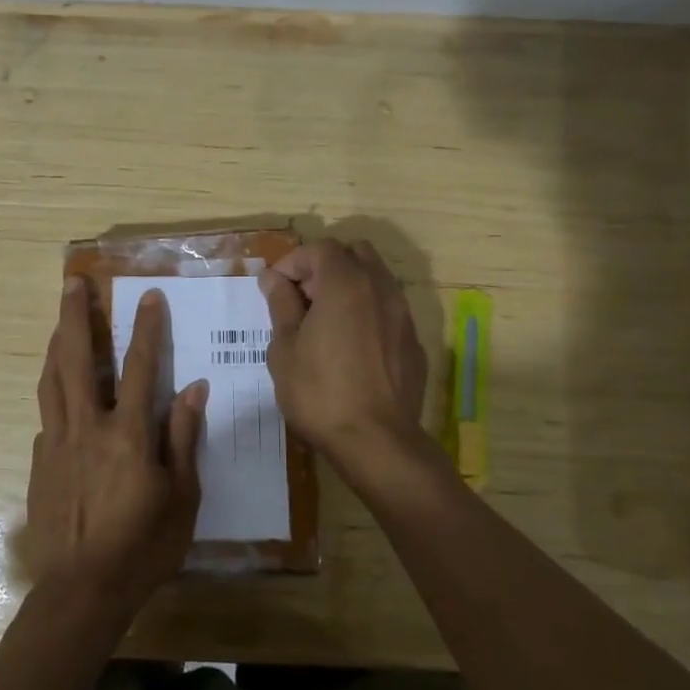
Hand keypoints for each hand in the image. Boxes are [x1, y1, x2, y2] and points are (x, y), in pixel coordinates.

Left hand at [23, 278, 207, 613]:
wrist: (82, 590)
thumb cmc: (143, 546)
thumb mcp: (182, 497)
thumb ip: (184, 438)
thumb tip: (193, 389)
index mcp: (127, 434)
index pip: (139, 367)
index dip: (146, 328)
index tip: (147, 295)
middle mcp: (87, 427)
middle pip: (78, 359)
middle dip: (76, 316)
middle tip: (73, 283)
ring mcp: (57, 443)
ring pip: (52, 380)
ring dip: (57, 343)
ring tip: (60, 320)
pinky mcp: (39, 462)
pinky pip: (46, 414)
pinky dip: (54, 390)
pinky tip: (60, 390)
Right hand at [260, 238, 427, 461]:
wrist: (377, 441)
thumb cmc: (320, 393)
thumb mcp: (285, 349)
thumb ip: (281, 306)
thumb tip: (275, 280)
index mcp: (346, 284)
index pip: (321, 248)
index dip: (293, 261)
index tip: (275, 288)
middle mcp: (381, 289)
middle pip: (355, 253)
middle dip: (325, 266)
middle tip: (302, 297)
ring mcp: (403, 315)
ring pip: (376, 280)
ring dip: (348, 287)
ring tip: (324, 322)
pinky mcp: (414, 342)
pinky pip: (388, 310)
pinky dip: (367, 312)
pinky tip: (350, 346)